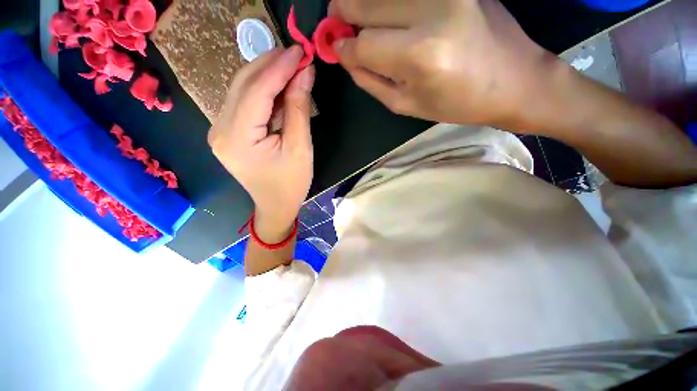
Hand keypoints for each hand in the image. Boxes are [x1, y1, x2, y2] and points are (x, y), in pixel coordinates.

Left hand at [209, 47, 314, 237]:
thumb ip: (299, 109)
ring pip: (241, 89)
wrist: (276, 205)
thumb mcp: (301, 148)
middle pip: (243, 84)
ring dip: (267, 75)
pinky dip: (263, 90)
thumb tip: (304, 73)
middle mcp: (220, 129)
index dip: (279, 67)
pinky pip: (244, 102)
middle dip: (271, 65)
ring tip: (292, 67)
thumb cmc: (291, 183)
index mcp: (237, 139)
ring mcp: (220, 130)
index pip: (256, 91)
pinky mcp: (227, 131)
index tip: (299, 51)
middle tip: (297, 55)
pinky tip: (279, 85)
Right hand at [329, 0, 557, 128]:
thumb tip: (345, 57)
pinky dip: (389, 2)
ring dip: (364, 4)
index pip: (362, 43)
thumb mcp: (406, 104)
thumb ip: (370, 80)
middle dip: (343, 13)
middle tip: (340, 25)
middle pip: (364, 1)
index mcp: (419, 55)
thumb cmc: (456, 103)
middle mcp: (431, 11)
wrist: (513, 79)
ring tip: (364, 22)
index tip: (335, 48)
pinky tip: (391, 15)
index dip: (342, 47)